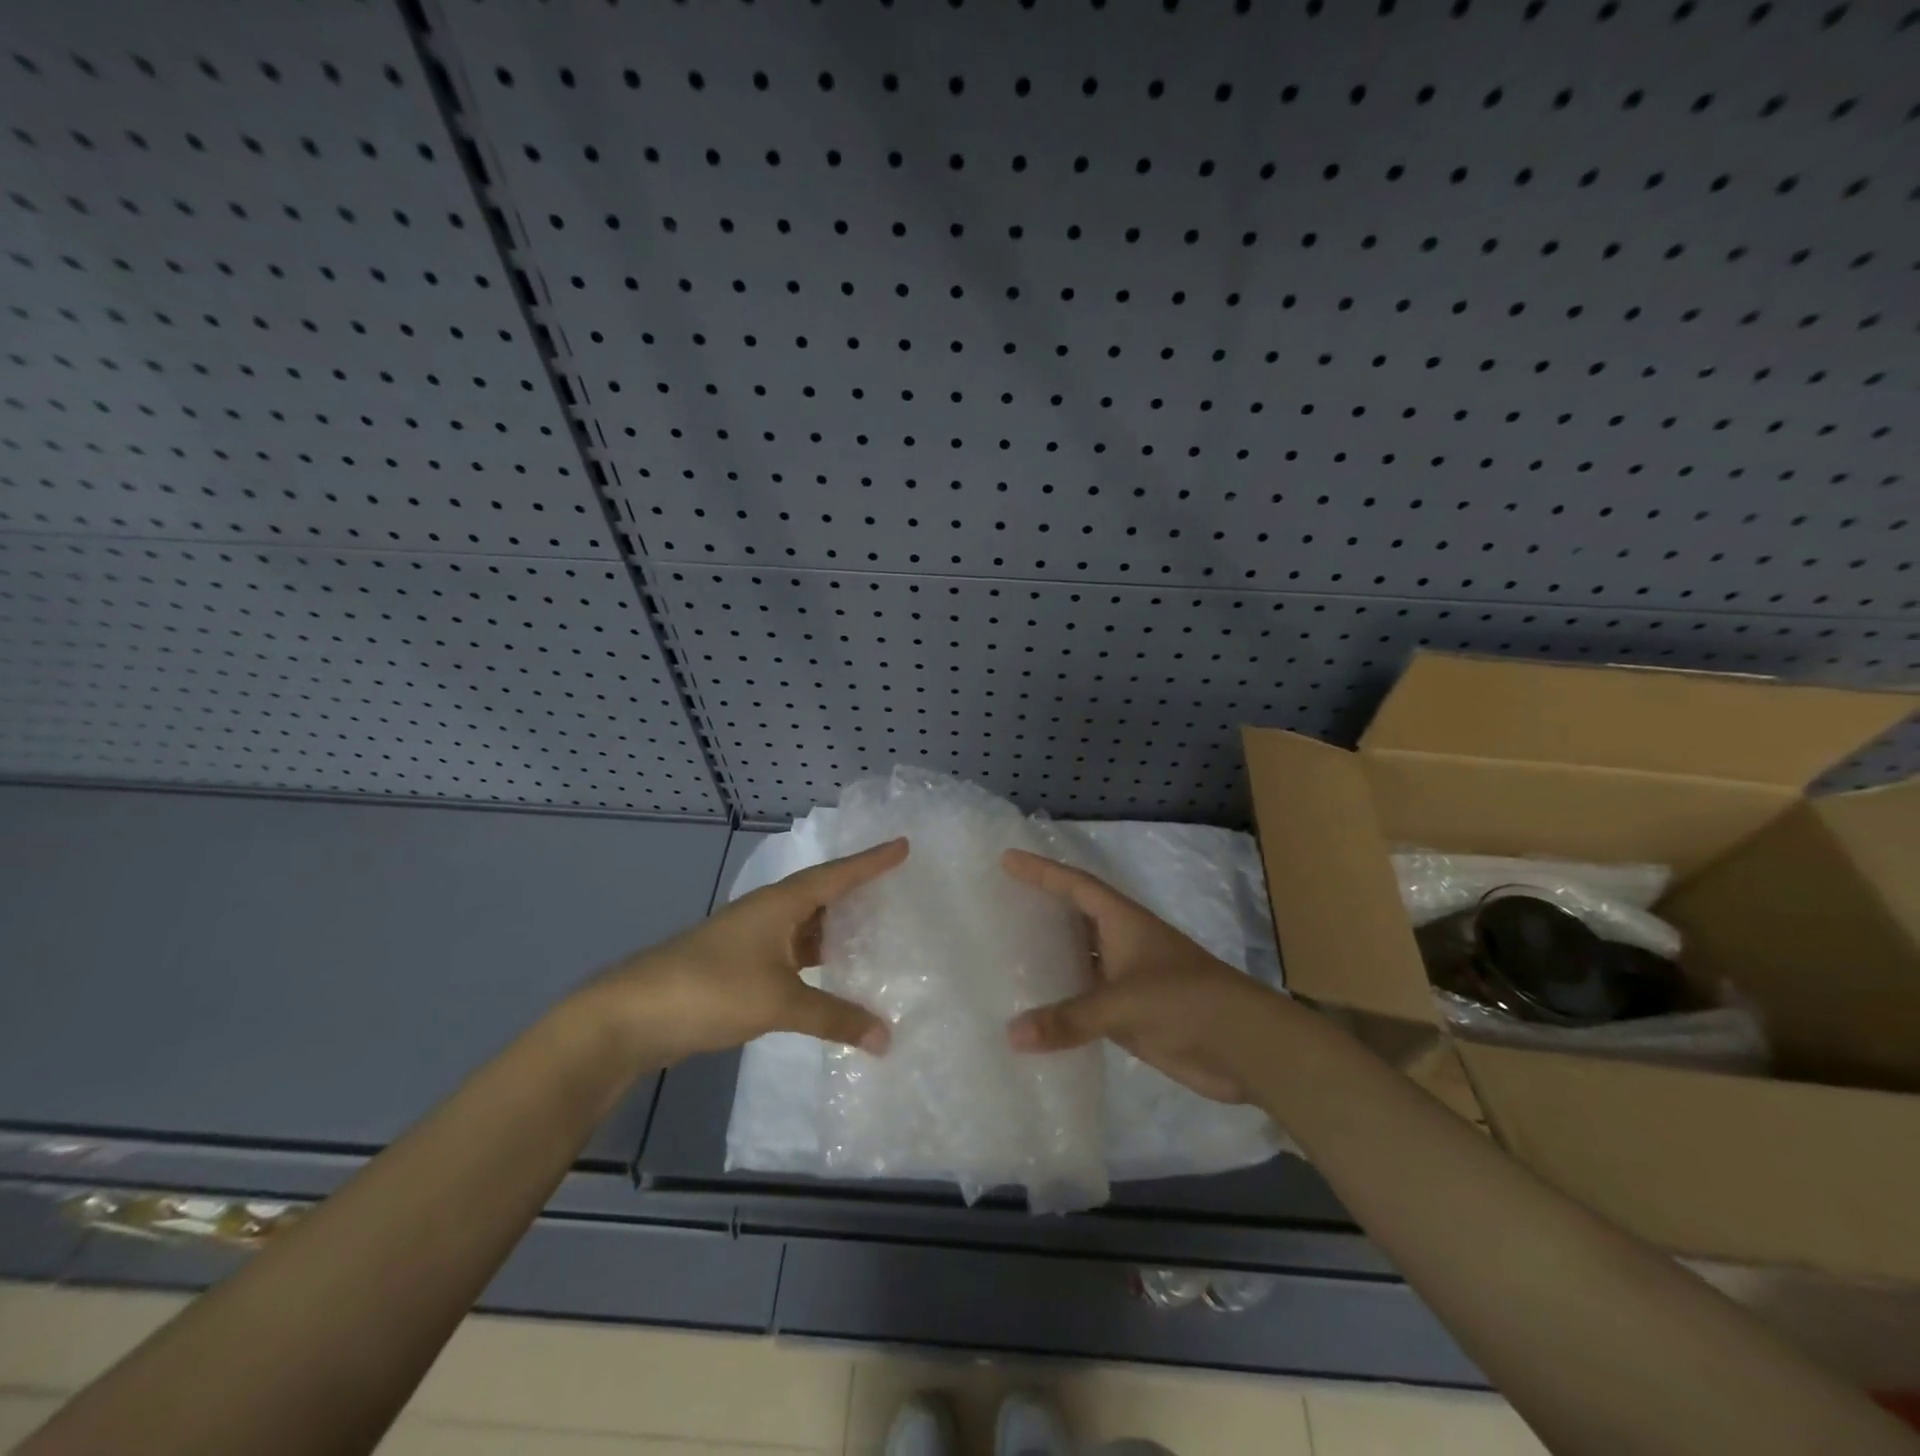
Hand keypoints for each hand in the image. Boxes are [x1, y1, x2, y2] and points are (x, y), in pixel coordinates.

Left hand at [589, 839, 908, 1066]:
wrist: (630, 1016)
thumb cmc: (710, 990)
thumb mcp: (779, 1002)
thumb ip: (834, 1017)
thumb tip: (887, 1038)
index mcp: (779, 903)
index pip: (837, 874)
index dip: (872, 861)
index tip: (903, 846)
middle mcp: (768, 913)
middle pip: (822, 896)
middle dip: (858, 893)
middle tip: (897, 892)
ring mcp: (751, 941)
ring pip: (806, 928)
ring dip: (837, 932)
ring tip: (877, 933)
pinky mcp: (740, 968)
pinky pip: (792, 955)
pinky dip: (817, 961)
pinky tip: (834, 975)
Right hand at [1001, 849, 1283, 1102]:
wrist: (1245, 1046)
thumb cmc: (1186, 1001)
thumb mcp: (1125, 1003)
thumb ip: (1070, 1018)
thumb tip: (1012, 1035)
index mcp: (1124, 921)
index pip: (1075, 886)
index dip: (1041, 872)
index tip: (1007, 860)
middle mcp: (1122, 944)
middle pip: (1074, 919)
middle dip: (1040, 911)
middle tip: (998, 906)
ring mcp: (1127, 980)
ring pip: (1078, 962)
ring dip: (1048, 960)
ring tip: (1004, 957)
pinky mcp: (1131, 1015)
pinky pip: (1085, 1003)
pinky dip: (1061, 1005)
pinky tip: (1034, 1013)